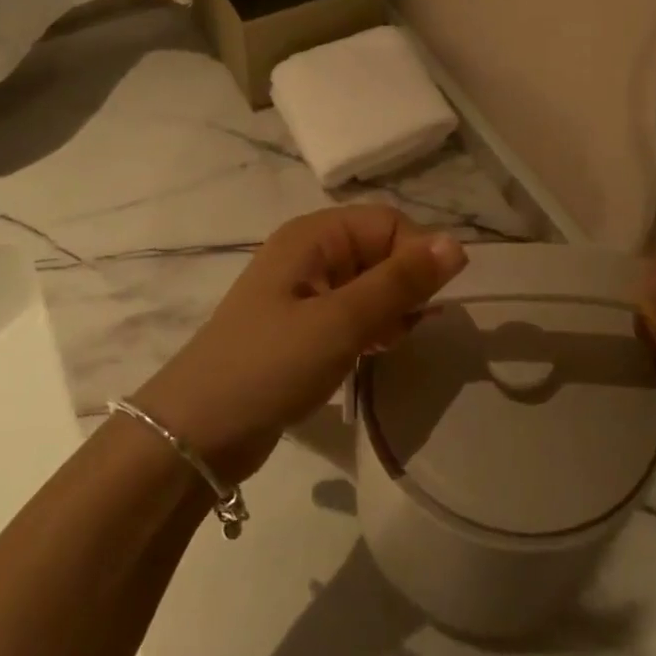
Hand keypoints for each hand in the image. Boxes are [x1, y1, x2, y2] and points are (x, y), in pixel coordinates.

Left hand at [135, 206, 468, 485]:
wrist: (197, 433)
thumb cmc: (271, 365)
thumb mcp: (341, 322)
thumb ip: (400, 282)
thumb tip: (457, 244)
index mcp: (314, 235)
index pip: (388, 222)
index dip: (417, 255)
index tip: (430, 303)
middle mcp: (310, 253)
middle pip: (380, 251)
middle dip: (404, 286)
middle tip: (405, 329)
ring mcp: (304, 291)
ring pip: (370, 285)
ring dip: (389, 311)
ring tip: (385, 345)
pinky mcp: (303, 327)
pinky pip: (353, 313)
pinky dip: (371, 328)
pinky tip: (373, 354)